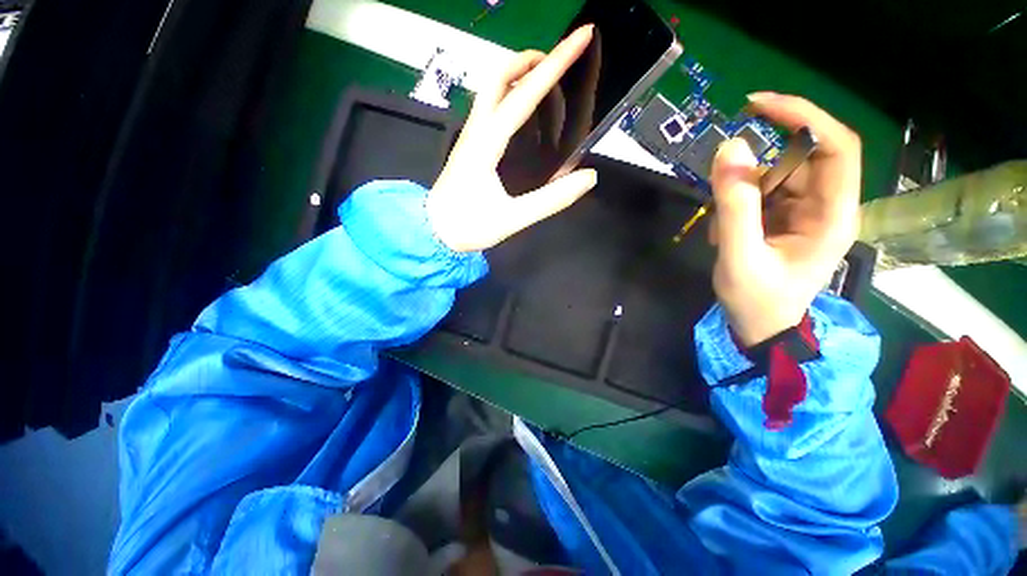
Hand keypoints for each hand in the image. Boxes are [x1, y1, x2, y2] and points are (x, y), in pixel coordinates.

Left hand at [427, 25, 598, 252]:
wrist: (433, 231)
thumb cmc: (469, 226)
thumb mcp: (512, 219)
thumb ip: (551, 200)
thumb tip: (588, 177)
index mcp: (487, 144)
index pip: (524, 95)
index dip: (555, 64)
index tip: (581, 37)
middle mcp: (476, 131)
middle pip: (499, 76)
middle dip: (531, 59)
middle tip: (559, 61)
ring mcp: (469, 136)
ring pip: (491, 89)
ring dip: (519, 74)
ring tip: (546, 80)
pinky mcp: (469, 145)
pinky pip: (489, 107)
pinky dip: (510, 95)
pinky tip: (524, 111)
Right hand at [709, 93, 861, 345]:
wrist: (760, 327)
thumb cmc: (757, 300)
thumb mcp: (739, 255)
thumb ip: (734, 204)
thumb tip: (729, 146)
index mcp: (833, 214)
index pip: (836, 146)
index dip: (803, 117)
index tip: (756, 106)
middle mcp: (827, 205)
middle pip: (799, 159)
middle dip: (756, 171)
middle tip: (721, 193)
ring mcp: (806, 211)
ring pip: (773, 176)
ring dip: (739, 198)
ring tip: (724, 236)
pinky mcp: (786, 217)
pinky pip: (760, 194)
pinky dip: (736, 208)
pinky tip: (727, 237)